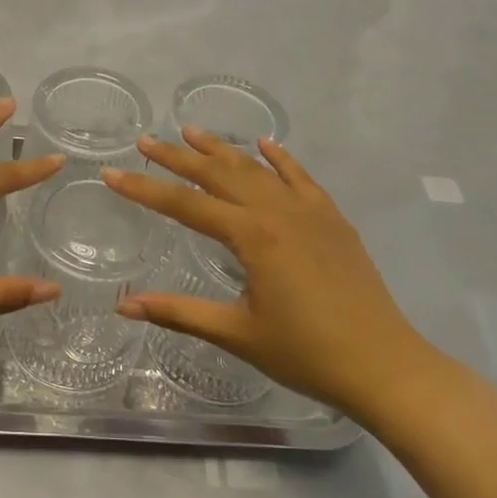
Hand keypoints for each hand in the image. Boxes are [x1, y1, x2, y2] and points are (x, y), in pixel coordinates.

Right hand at [103, 129, 437, 418]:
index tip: (112, 172)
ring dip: (222, 149)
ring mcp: (309, 211)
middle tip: (146, 141)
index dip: (145, 189)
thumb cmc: (307, 354)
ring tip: (192, 132)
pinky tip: (265, 144)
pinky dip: (280, 159)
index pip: (185, 205)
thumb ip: (179, 313)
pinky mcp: (332, 220)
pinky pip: (301, 178)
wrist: (384, 365)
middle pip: (218, 175)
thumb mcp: (237, 334)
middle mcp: (278, 212)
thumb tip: (123, 306)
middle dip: (178, 158)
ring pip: (256, 169)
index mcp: (252, 236)